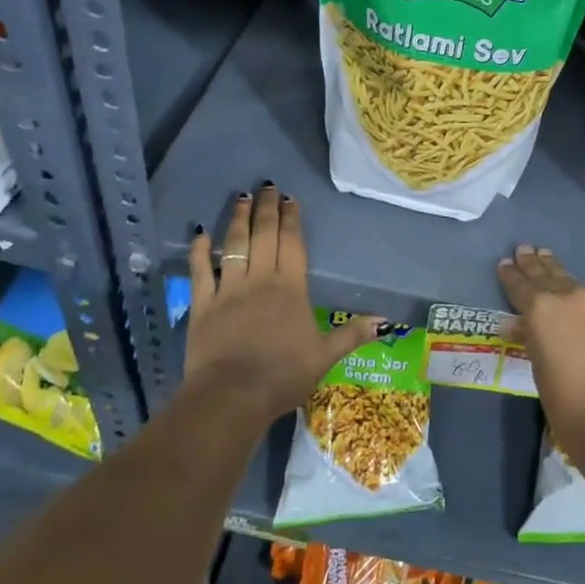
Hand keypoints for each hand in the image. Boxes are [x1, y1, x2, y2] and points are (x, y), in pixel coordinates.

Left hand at [184, 185, 383, 421]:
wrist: (232, 397)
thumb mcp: (324, 357)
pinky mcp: (202, 305)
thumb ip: (352, 334)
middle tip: (266, 186)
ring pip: (233, 245)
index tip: (290, 199)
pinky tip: (200, 233)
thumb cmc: (283, 376)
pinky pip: (199, 271)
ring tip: (241, 197)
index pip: (292, 244)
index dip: (291, 219)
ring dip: (237, 220)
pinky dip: (198, 251)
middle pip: (264, 236)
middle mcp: (260, 280)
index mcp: (290, 288)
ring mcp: (228, 290)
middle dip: (266, 209)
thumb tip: (386, 321)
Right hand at [497, 245, 584, 471]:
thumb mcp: (537, 368)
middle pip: (549, 275)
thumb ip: (530, 338)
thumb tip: (520, 324)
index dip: (511, 274)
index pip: (520, 285)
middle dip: (535, 263)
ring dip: (561, 277)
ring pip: (576, 287)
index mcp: (541, 309)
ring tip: (550, 261)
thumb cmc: (565, 403)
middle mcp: (571, 299)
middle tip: (526, 249)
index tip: (505, 263)